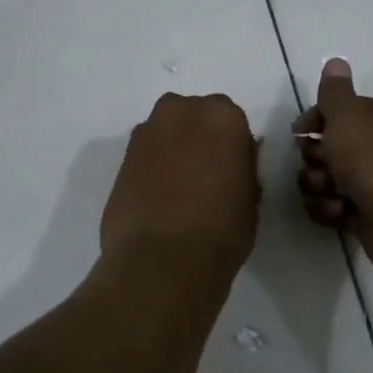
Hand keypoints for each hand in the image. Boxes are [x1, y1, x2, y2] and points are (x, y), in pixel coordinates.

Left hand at [102, 92, 260, 280]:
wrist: (162, 260)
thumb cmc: (221, 230)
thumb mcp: (251, 198)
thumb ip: (242, 168)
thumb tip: (234, 162)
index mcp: (222, 116)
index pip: (231, 120)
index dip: (231, 145)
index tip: (232, 170)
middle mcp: (181, 112)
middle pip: (193, 117)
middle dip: (198, 138)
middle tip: (205, 175)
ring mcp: (146, 133)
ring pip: (166, 133)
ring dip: (172, 150)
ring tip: (178, 189)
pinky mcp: (121, 158)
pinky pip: (145, 155)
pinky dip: (151, 168)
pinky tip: (157, 198)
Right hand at [294, 59, 372, 287]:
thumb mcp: (348, 114)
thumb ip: (334, 91)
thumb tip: (335, 61)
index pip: (343, 111)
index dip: (317, 119)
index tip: (301, 131)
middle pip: (332, 147)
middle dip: (316, 157)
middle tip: (322, 164)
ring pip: (329, 179)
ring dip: (319, 185)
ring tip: (331, 192)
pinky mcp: (371, 216)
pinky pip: (336, 208)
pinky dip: (332, 210)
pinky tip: (340, 212)